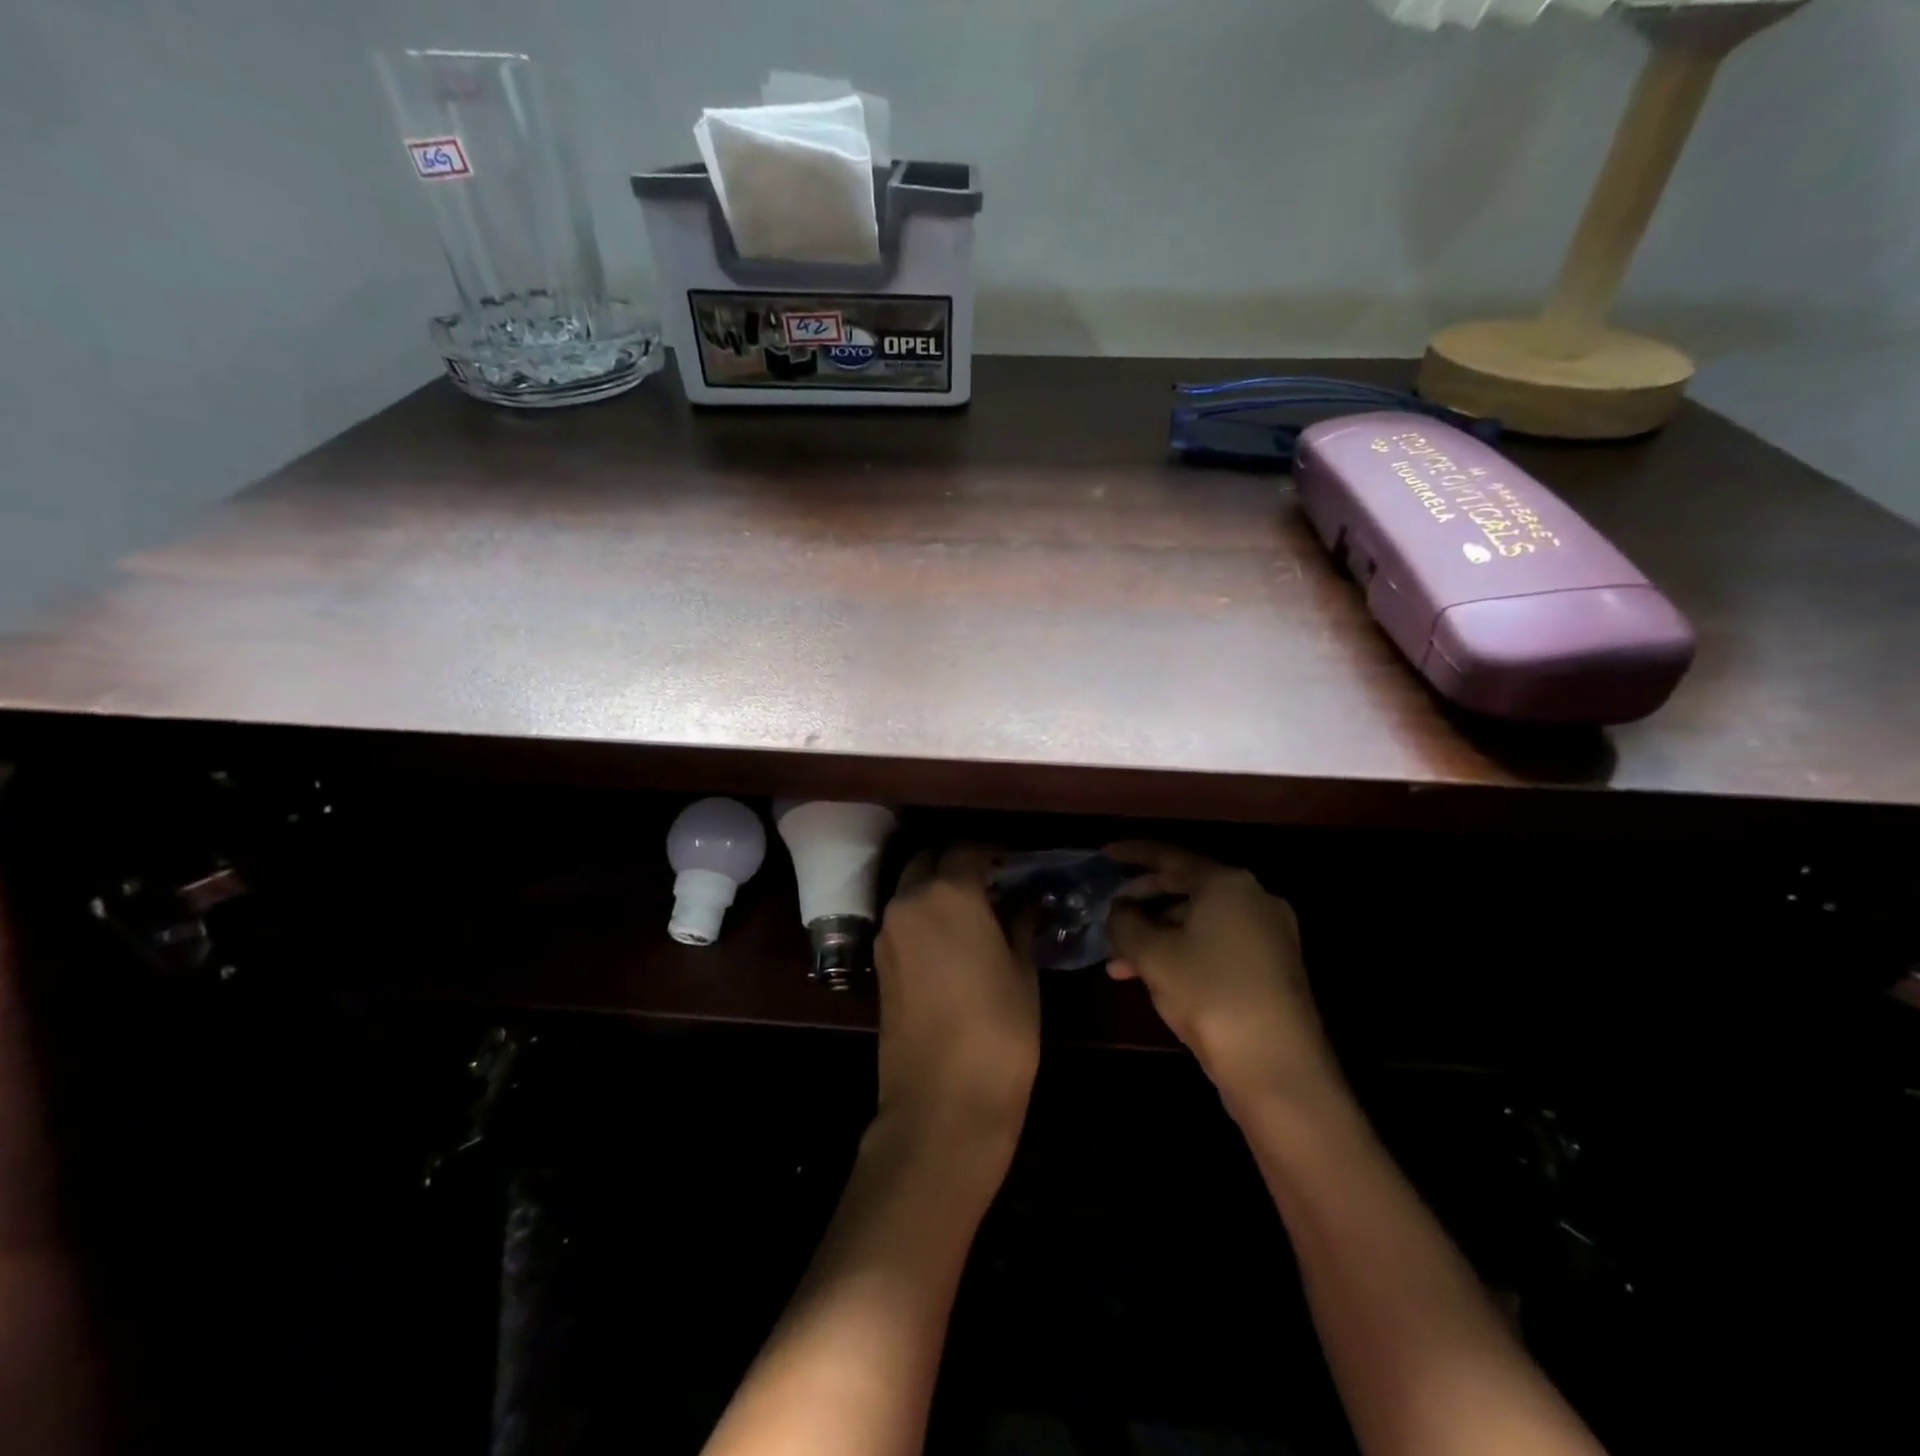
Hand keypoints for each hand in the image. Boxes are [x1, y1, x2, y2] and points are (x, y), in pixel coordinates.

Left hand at [872, 846, 1039, 1159]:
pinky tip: (952, 940)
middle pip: (930, 861)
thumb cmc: (999, 1029)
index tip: (1014, 864)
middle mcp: (909, 901)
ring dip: (937, 889)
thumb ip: (1019, 924)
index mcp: (949, 892)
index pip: (968, 849)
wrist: (943, 1101)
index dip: (993, 852)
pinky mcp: (879, 963)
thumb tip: (1023, 903)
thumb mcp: (1022, 971)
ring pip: (911, 889)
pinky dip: (923, 916)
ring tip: (974, 912)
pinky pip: (903, 920)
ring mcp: (888, 932)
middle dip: (957, 864)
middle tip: (992, 883)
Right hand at [1105, 842, 1341, 1109]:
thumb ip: (1126, 923)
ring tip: (1118, 962)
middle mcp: (1253, 899)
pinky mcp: (1272, 968)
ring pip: (1199, 922)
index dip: (1132, 853)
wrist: (1279, 1068)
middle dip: (1142, 901)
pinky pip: (1216, 945)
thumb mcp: (1153, 955)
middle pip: (1186, 886)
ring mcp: (1268, 934)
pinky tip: (1152, 978)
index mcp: (1227, 883)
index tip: (1103, 855)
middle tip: (1109, 912)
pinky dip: (1182, 952)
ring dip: (1157, 935)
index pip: (1170, 855)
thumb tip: (1118, 911)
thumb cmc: (1210, 995)